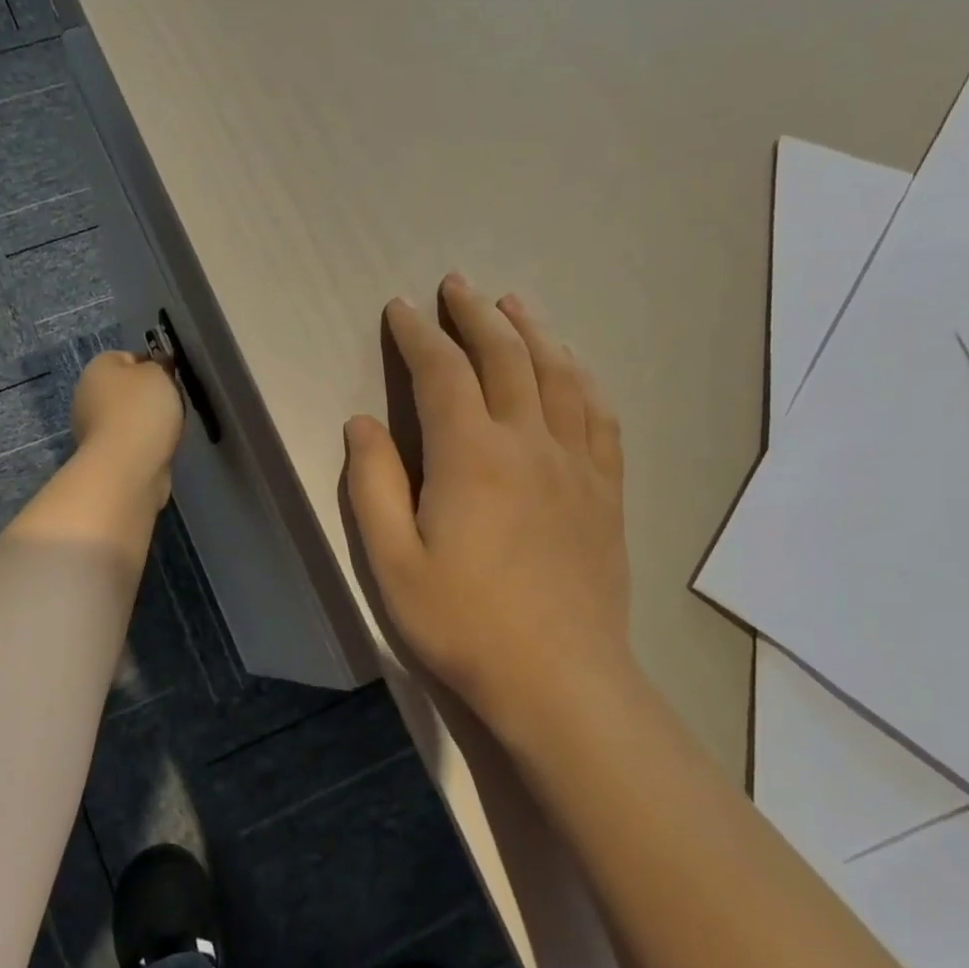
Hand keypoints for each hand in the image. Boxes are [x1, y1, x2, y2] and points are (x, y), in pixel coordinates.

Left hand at [71, 351, 184, 514]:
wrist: (129, 466)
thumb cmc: (142, 409)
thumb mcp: (159, 373)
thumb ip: (159, 365)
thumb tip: (156, 367)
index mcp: (97, 368)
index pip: (127, 357)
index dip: (152, 365)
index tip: (171, 378)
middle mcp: (87, 395)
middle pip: (125, 389)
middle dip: (148, 396)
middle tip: (172, 404)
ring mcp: (92, 429)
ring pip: (127, 417)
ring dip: (146, 423)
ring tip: (169, 430)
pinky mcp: (104, 456)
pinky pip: (130, 442)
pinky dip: (144, 445)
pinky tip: (159, 449)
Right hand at [343, 274, 635, 738]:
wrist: (560, 681)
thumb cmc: (462, 624)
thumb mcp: (390, 562)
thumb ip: (373, 484)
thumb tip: (363, 423)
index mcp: (470, 456)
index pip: (441, 372)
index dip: (418, 335)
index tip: (400, 308)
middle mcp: (528, 442)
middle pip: (505, 356)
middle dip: (476, 315)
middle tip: (457, 286)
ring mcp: (576, 464)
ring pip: (558, 374)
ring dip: (533, 332)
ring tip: (514, 306)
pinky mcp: (605, 490)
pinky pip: (600, 415)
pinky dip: (583, 379)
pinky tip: (575, 368)